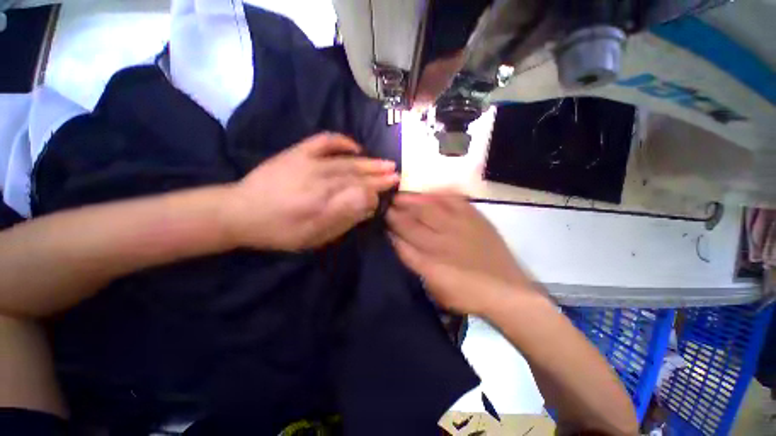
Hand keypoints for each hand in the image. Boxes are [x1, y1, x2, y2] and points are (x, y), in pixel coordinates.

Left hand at [225, 133, 398, 250]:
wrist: (240, 211)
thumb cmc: (280, 231)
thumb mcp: (314, 236)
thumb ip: (343, 218)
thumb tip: (367, 204)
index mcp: (324, 200)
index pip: (361, 190)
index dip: (378, 189)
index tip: (392, 187)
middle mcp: (320, 177)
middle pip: (357, 174)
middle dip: (379, 174)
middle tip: (396, 173)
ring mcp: (308, 162)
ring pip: (347, 160)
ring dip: (368, 162)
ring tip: (385, 162)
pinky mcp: (297, 153)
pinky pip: (324, 142)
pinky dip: (342, 142)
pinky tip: (355, 147)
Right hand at [387, 192, 539, 314]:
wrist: (507, 291)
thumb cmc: (467, 294)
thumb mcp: (435, 288)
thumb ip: (415, 264)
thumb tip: (398, 243)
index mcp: (430, 262)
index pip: (402, 240)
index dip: (389, 229)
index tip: (381, 220)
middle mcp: (441, 241)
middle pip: (412, 221)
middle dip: (396, 212)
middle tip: (386, 204)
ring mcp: (459, 227)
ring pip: (429, 208)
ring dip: (412, 201)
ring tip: (400, 195)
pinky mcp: (476, 219)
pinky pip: (455, 201)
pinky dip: (440, 195)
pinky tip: (431, 192)